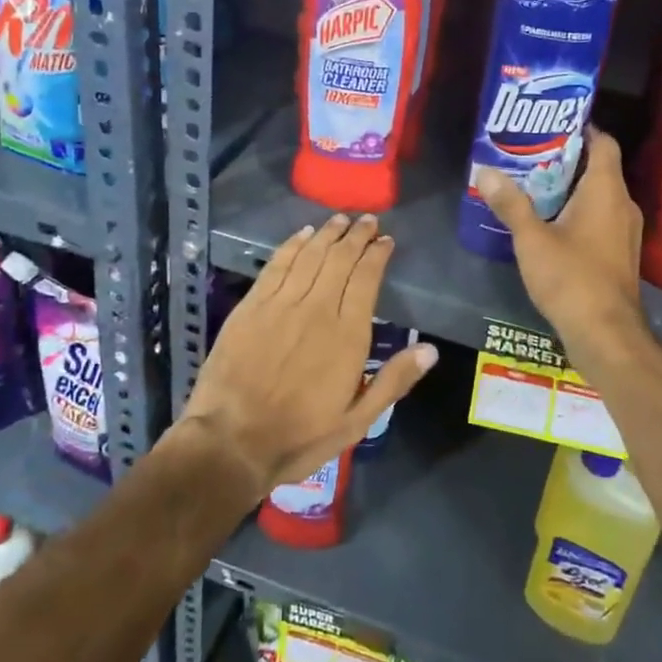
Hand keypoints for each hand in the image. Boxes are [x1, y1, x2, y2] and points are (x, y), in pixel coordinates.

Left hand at [176, 213, 437, 502]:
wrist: (231, 442)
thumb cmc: (299, 436)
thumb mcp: (356, 421)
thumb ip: (393, 381)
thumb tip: (430, 350)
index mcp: (347, 335)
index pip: (366, 278)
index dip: (377, 255)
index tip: (386, 241)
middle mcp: (316, 309)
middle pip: (340, 259)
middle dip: (357, 235)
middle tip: (368, 221)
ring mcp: (280, 304)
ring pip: (310, 255)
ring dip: (327, 233)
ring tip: (340, 219)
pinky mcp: (251, 306)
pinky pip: (277, 264)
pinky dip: (292, 245)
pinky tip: (302, 234)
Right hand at [474, 127, 651, 371]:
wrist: (606, 334)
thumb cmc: (571, 278)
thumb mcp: (532, 239)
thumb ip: (510, 203)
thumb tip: (485, 171)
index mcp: (606, 191)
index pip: (604, 142)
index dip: (583, 127)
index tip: (551, 122)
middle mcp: (622, 204)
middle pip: (599, 167)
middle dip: (567, 156)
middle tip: (530, 150)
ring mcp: (624, 231)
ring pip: (599, 194)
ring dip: (570, 186)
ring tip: (532, 181)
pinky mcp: (618, 253)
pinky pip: (599, 216)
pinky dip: (577, 209)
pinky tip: (547, 219)